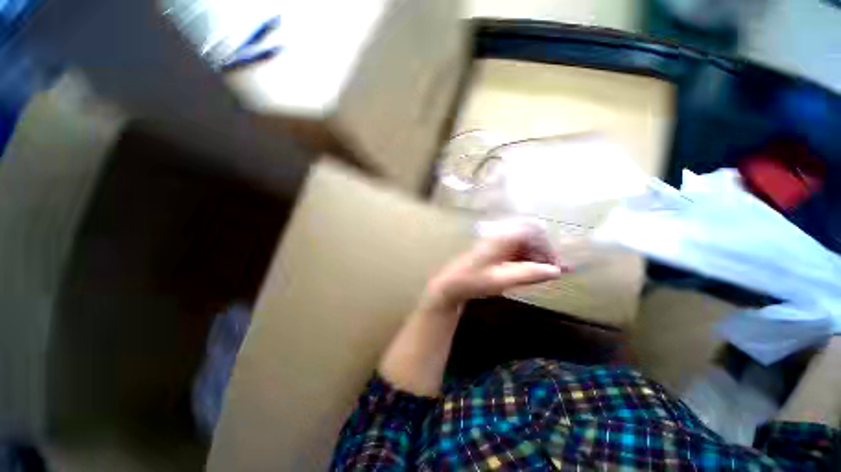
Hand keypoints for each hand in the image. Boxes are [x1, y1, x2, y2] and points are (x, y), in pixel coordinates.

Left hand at [424, 220, 564, 311]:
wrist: (452, 284)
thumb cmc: (474, 281)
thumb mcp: (502, 280)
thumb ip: (528, 274)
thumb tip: (556, 271)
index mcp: (501, 237)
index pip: (532, 230)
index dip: (547, 246)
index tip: (555, 265)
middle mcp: (500, 235)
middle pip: (530, 234)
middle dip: (544, 251)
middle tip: (553, 270)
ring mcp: (497, 241)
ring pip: (525, 242)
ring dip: (537, 255)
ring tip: (545, 273)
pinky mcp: (496, 249)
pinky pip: (517, 249)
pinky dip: (527, 258)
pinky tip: (531, 271)